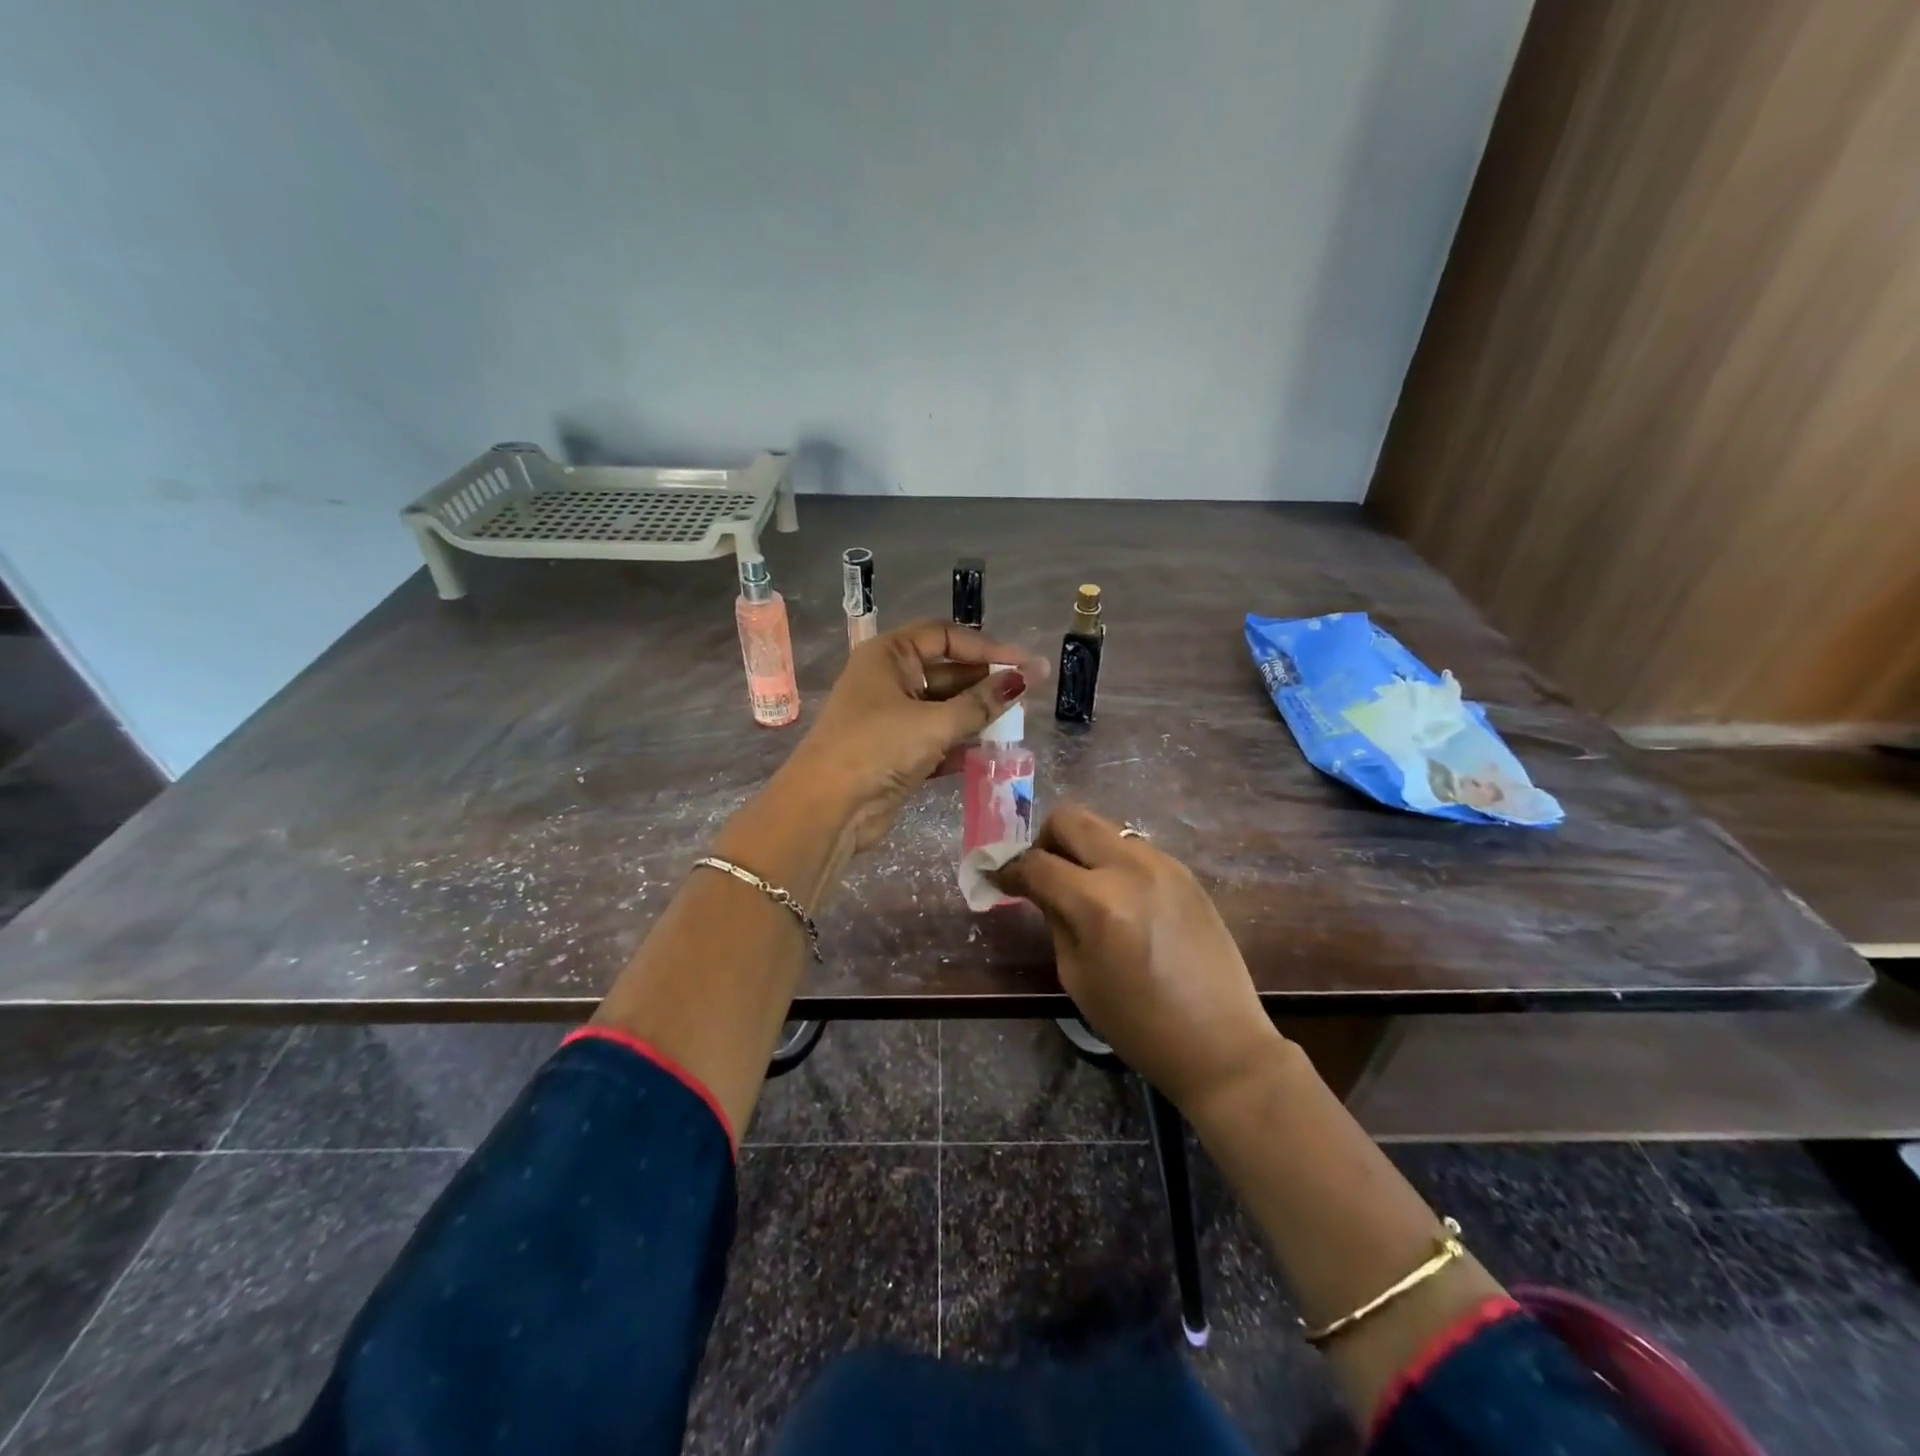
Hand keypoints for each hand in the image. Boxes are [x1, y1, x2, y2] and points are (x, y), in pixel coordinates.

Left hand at [782, 620, 1048, 852]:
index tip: (1024, 663)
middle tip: (1029, 694)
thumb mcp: (933, 722)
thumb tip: (1024, 679)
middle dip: (986, 683)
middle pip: (947, 672)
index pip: (945, 636)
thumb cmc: (876, 748)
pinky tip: (994, 752)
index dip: (986, 648)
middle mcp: (889, 680)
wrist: (828, 809)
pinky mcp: (898, 754)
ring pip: (945, 708)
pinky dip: (963, 745)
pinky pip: (939, 740)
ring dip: (978, 716)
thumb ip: (981, 703)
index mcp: (888, 655)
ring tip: (1018, 723)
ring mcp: (892, 719)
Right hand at [992, 803, 1286, 1112]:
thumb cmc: (1137, 1024)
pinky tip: (1120, 897)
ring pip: (1105, 827)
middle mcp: (1129, 868)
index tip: (1000, 878)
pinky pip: (1134, 848)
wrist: (1220, 1042)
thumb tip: (1038, 887)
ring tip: (1083, 886)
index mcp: (1096, 902)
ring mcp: (1163, 864)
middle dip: (1045, 839)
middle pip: (1070, 818)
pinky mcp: (1185, 872)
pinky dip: (1114, 861)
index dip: (1009, 869)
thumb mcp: (1076, 975)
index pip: (1037, 863)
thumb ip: (1054, 918)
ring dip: (1082, 847)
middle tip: (1043, 872)